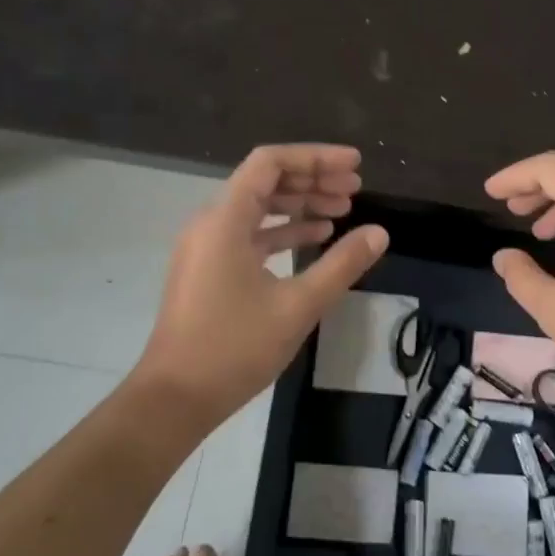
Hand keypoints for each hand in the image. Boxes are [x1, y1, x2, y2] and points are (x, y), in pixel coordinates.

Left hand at [139, 144, 388, 422]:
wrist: (175, 398)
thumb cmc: (235, 348)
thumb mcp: (298, 305)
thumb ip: (341, 265)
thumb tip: (379, 233)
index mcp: (225, 220)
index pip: (270, 163)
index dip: (315, 157)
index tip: (354, 165)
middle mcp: (211, 223)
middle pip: (265, 181)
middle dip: (312, 179)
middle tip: (355, 188)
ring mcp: (207, 248)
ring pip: (258, 209)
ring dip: (300, 205)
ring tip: (344, 209)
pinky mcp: (209, 270)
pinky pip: (250, 235)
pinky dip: (283, 231)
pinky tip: (316, 238)